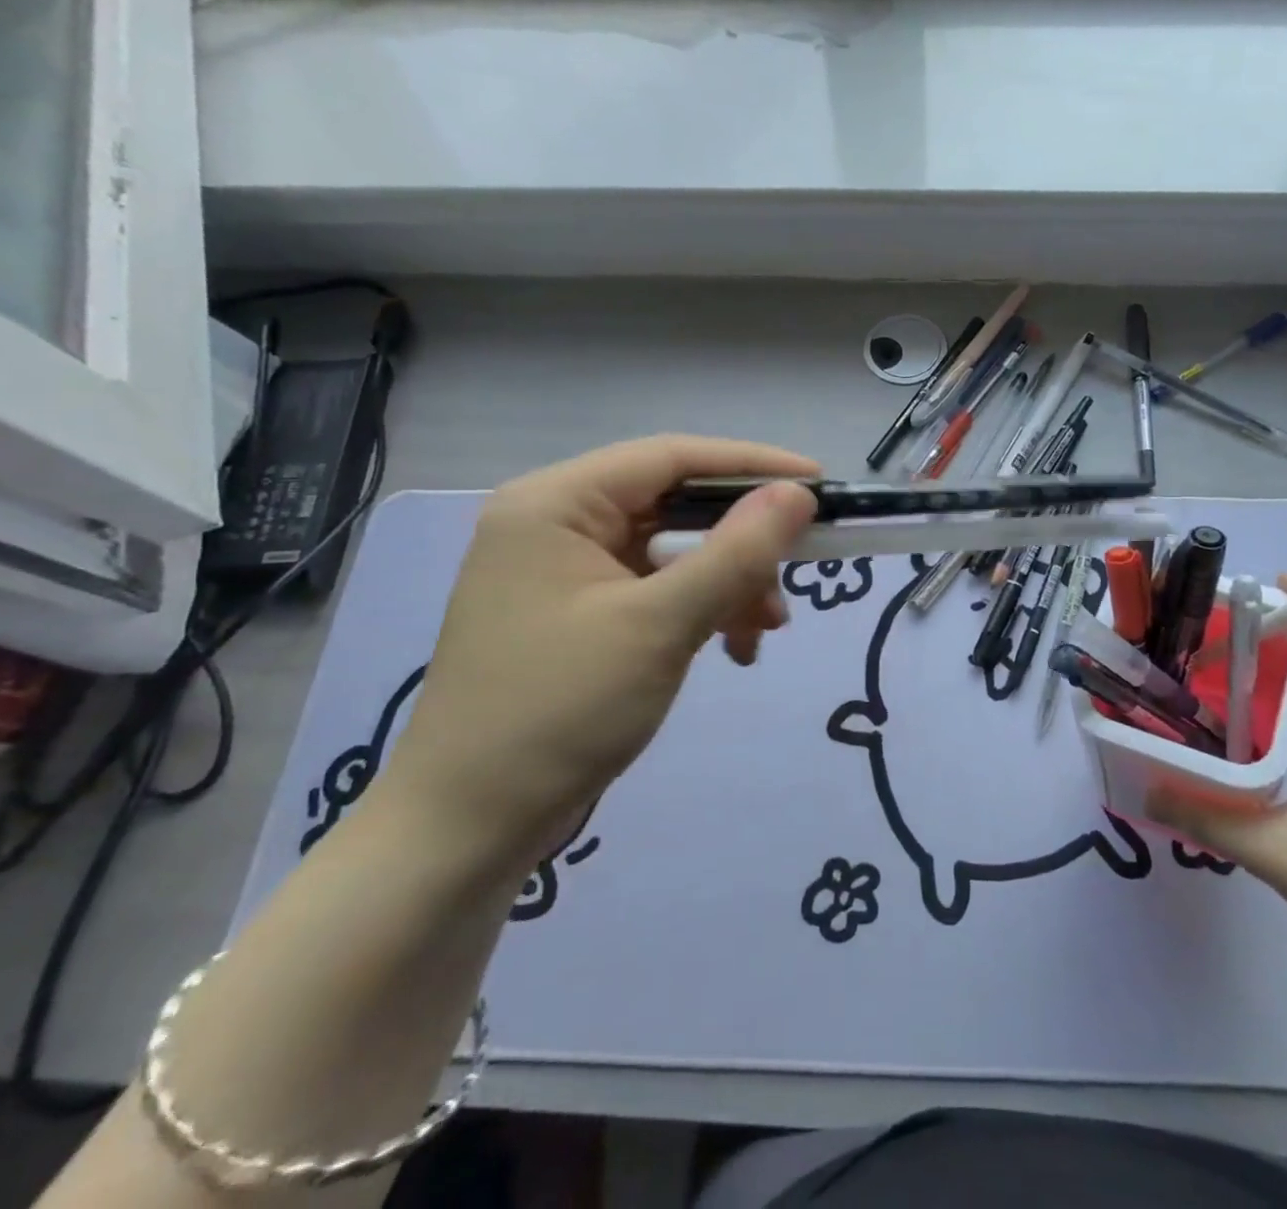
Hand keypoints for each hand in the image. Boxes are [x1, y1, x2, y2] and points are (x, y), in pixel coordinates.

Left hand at [381, 436, 819, 874]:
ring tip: (764, 631)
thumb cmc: (558, 711)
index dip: (751, 465)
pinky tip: (733, 649)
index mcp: (556, 503)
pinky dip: (700, 612)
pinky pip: (657, 590)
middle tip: (795, 573)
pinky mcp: (578, 615)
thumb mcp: (660, 625)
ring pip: (673, 552)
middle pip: (674, 506)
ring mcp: (565, 572)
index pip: (671, 457)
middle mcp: (556, 523)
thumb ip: (735, 553)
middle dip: (740, 544)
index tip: (818, 483)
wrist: (468, 829)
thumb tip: (798, 494)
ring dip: (727, 584)